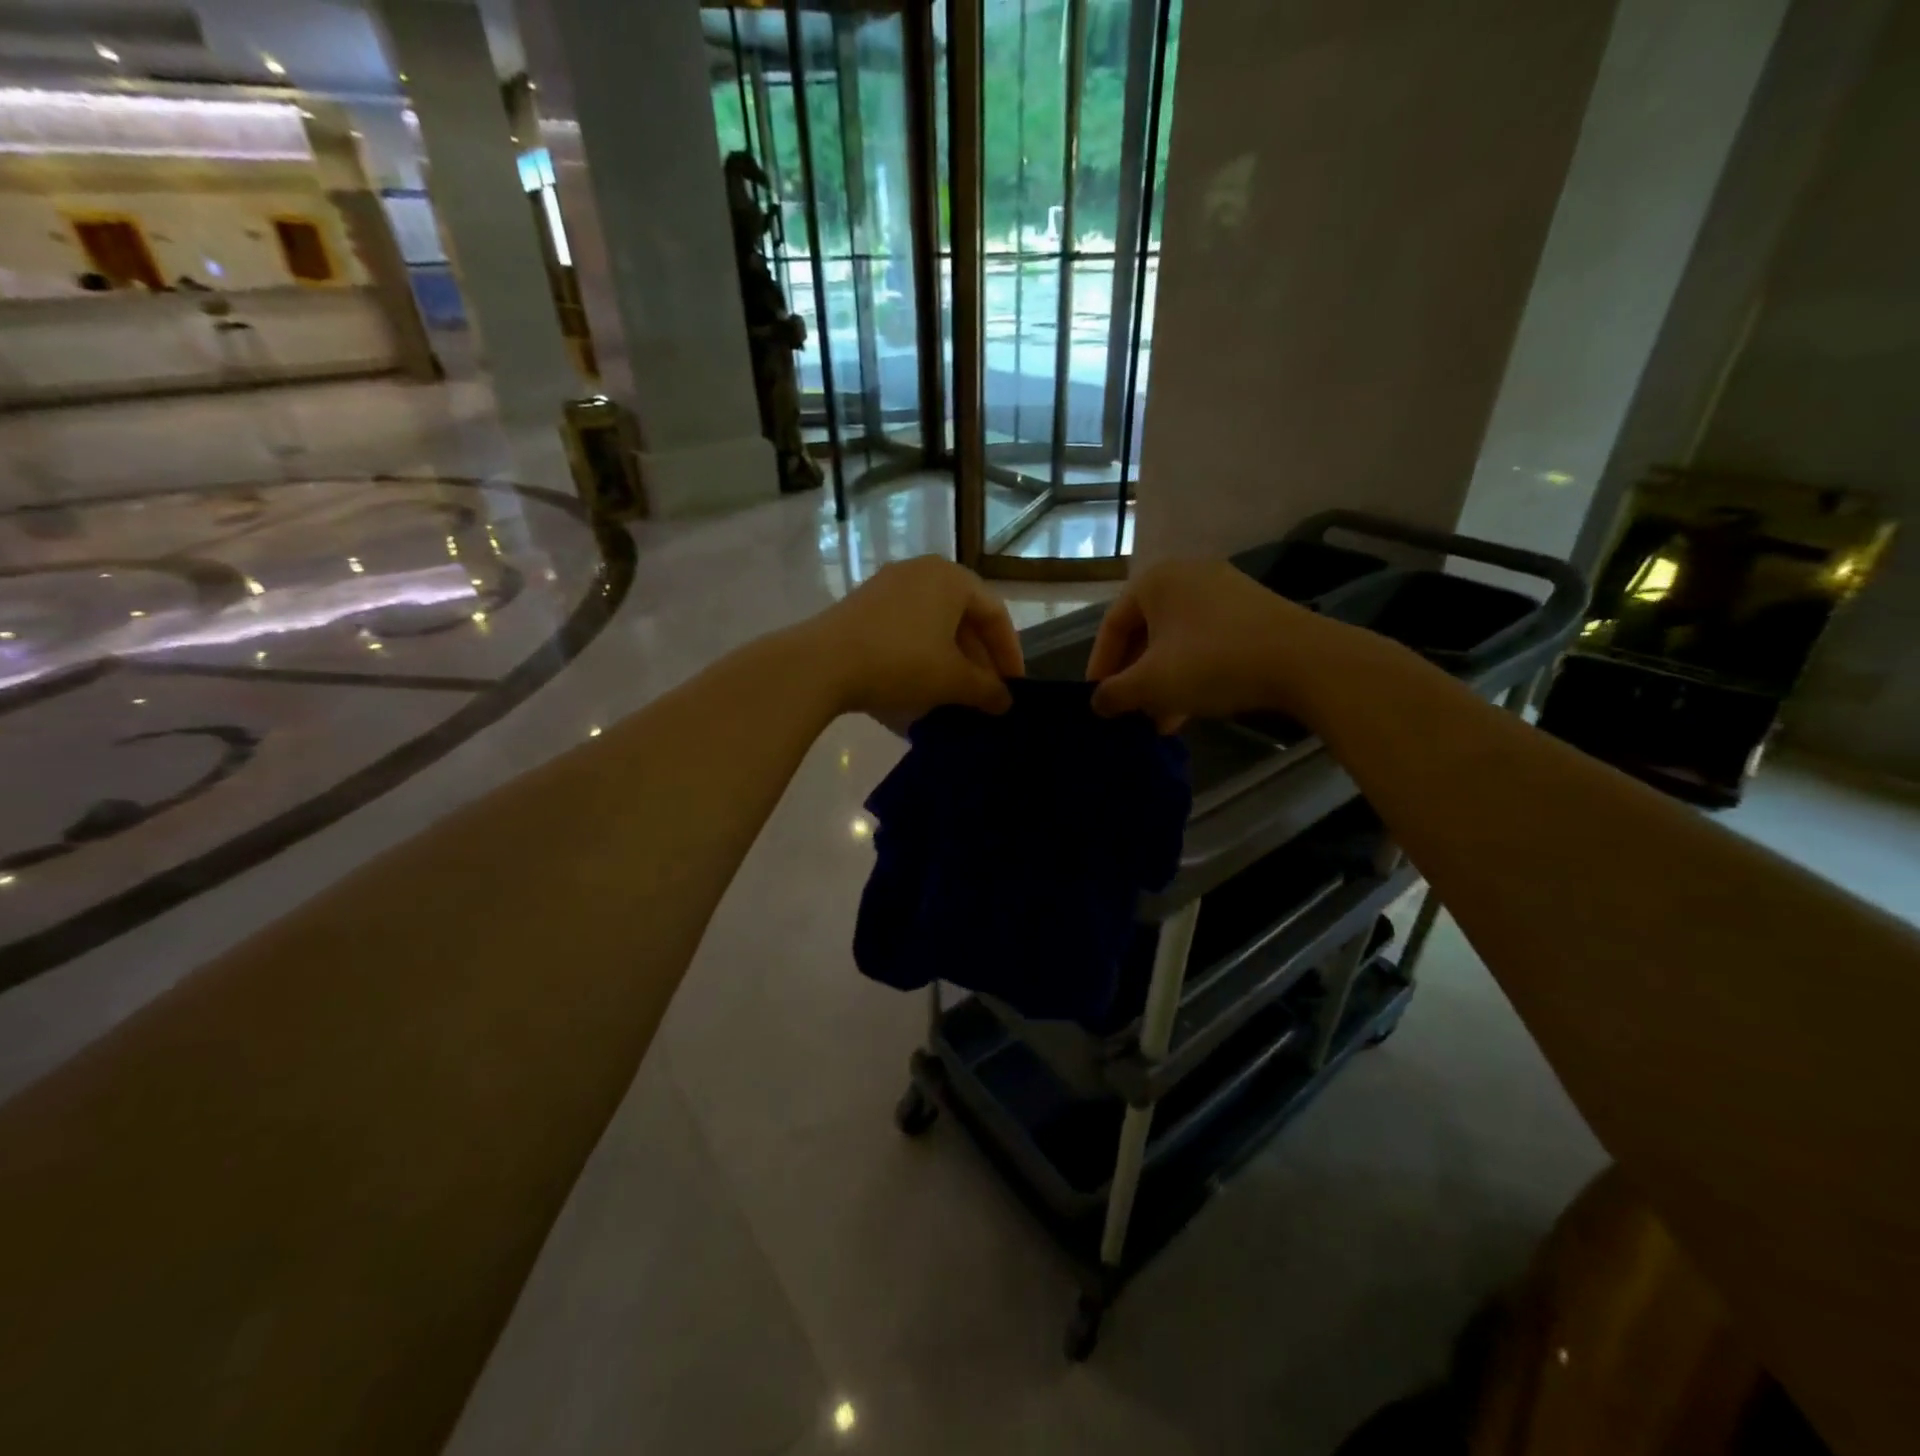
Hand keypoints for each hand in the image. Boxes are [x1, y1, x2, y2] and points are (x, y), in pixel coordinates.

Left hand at [807, 557, 1022, 723]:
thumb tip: (1005, 701)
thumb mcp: (952, 681)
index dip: (1009, 653)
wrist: (821, 664)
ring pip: (933, 624)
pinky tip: (919, 686)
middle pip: (963, 617)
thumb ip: (987, 690)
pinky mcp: (861, 606)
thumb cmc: (901, 663)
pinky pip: (905, 628)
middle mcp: (921, 571)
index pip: (995, 614)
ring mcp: (887, 586)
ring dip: (950, 659)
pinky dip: (921, 655)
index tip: (1013, 687)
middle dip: (978, 659)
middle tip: (985, 694)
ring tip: (955, 695)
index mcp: (951, 578)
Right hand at [1086, 559, 1343, 729]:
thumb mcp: (1152, 684)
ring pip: (1176, 642)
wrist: (1303, 661)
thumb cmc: (1212, 662)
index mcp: (1155, 580)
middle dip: (1135, 678)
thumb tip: (1097, 703)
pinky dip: (1191, 673)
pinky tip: (1191, 708)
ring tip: (1160, 721)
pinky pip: (1205, 642)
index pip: (1112, 626)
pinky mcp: (1251, 612)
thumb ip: (1115, 693)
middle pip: (1145, 633)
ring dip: (1162, 682)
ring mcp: (1223, 591)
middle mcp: (1187, 575)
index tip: (1097, 701)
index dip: (1100, 667)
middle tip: (1129, 712)